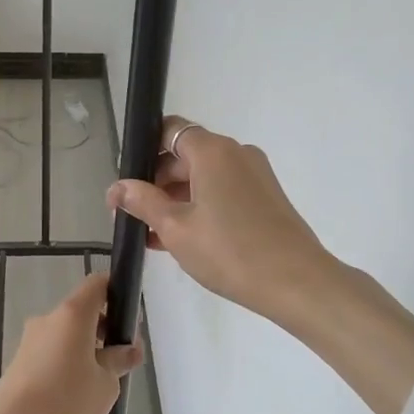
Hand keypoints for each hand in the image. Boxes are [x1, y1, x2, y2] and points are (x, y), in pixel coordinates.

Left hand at [0, 274, 143, 413]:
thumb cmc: (66, 402)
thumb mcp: (105, 384)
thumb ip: (119, 361)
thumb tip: (128, 350)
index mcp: (72, 315)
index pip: (97, 284)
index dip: (117, 293)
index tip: (130, 319)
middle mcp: (48, 319)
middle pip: (82, 311)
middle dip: (104, 329)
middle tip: (122, 359)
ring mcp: (29, 340)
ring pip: (66, 334)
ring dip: (85, 349)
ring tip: (99, 383)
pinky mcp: (19, 361)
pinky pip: (50, 352)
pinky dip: (66, 363)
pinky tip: (75, 394)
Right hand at [106, 117, 335, 323]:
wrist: (297, 282)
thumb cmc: (229, 250)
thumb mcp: (175, 228)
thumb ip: (143, 202)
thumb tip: (116, 188)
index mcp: (212, 151)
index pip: (169, 130)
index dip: (143, 150)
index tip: (126, 181)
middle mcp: (236, 153)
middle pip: (185, 155)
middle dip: (156, 182)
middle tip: (132, 214)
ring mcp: (255, 175)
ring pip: (204, 177)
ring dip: (175, 200)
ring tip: (152, 235)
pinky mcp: (265, 198)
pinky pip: (222, 192)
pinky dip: (199, 208)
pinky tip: (181, 240)